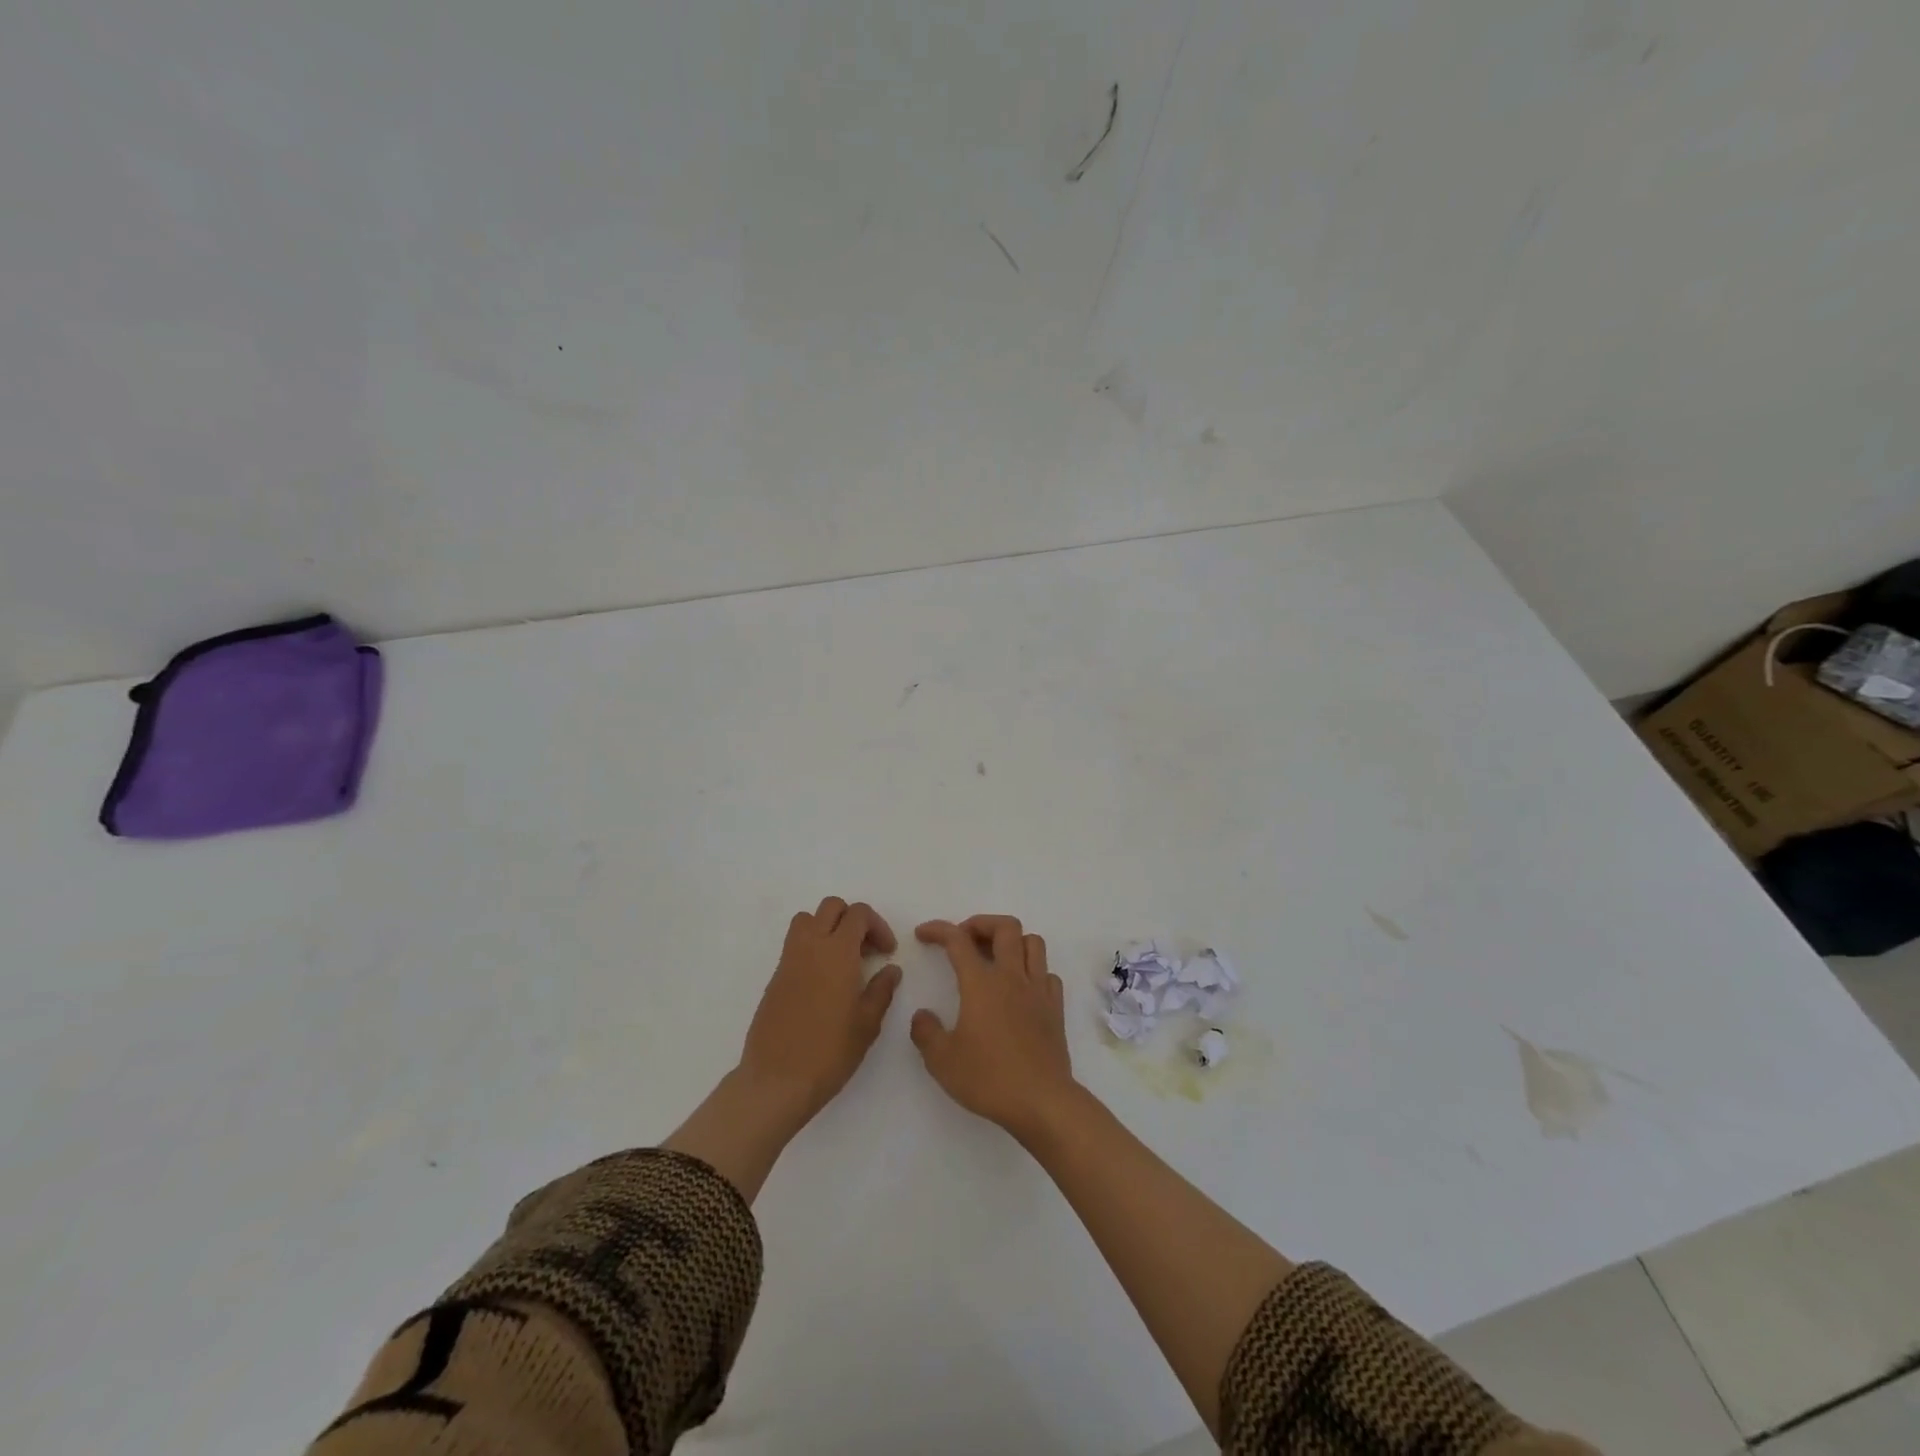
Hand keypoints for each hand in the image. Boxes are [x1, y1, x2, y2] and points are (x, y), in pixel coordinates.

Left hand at [738, 897, 901, 1126]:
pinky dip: (812, 948)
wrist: (777, 1080)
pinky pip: (795, 944)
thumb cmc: (829, 1052)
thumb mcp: (867, 1023)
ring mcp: (788, 960)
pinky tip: (823, 982)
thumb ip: (881, 990)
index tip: (886, 952)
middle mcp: (810, 946)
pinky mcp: (775, 977)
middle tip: (866, 950)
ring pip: (807, 920)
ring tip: (843, 960)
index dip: (877, 926)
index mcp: (837, 952)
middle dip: (853, 920)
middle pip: (831, 907)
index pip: (858, 914)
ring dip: (828, 928)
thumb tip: (891, 970)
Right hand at [910, 915, 1076, 1138]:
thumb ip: (926, 1032)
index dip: (938, 930)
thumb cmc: (989, 1078)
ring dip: (1012, 941)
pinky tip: (1020, 988)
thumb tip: (922, 1016)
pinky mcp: (1055, 1008)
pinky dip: (1032, 970)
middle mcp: (1012, 977)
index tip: (923, 934)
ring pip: (1032, 942)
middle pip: (1005, 927)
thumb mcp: (942, 1061)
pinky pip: (1047, 973)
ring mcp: (1038, 990)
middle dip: (981, 924)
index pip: (957, 941)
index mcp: (981, 983)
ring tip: (995, 957)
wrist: (1042, 1101)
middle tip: (964, 940)